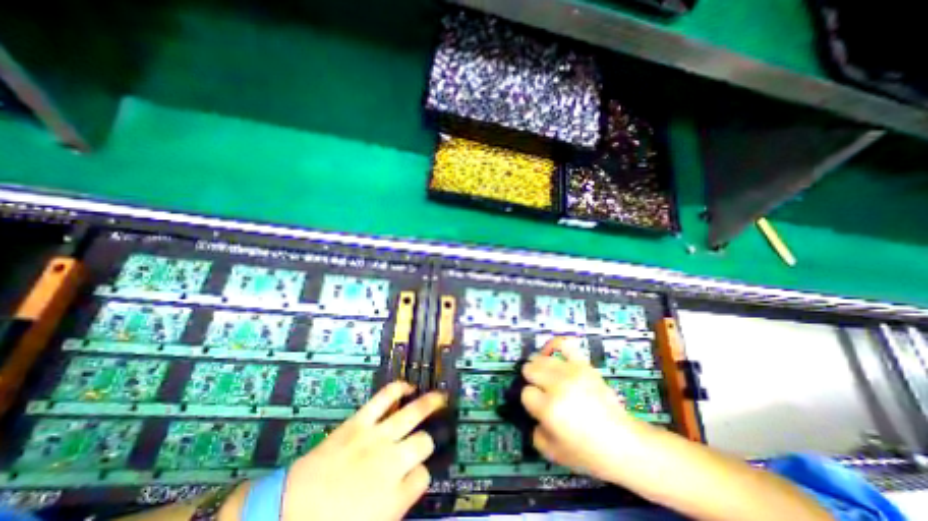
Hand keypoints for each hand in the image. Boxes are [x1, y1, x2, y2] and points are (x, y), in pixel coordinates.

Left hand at [280, 383, 444, 520]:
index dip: (421, 474)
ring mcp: (376, 437)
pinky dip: (398, 389)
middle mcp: (392, 462)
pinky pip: (385, 397)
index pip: (423, 476)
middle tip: (425, 439)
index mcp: (394, 497)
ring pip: (413, 414)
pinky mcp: (360, 421)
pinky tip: (408, 387)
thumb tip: (412, 482)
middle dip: (426, 442)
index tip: (415, 473)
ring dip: (429, 403)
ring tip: (440, 397)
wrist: (284, 515)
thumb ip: (397, 504)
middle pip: (424, 442)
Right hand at [522, 337, 646, 478]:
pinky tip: (551, 353)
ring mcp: (571, 372)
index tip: (538, 408)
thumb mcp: (554, 453)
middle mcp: (557, 386)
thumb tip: (533, 416)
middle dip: (531, 380)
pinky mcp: (583, 365)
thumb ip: (535, 433)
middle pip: (530, 369)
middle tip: (540, 390)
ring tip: (546, 376)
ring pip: (541, 358)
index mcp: (549, 408)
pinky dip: (554, 346)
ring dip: (540, 367)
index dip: (530, 401)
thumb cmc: (588, 453)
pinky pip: (563, 344)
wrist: (623, 443)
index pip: (526, 393)